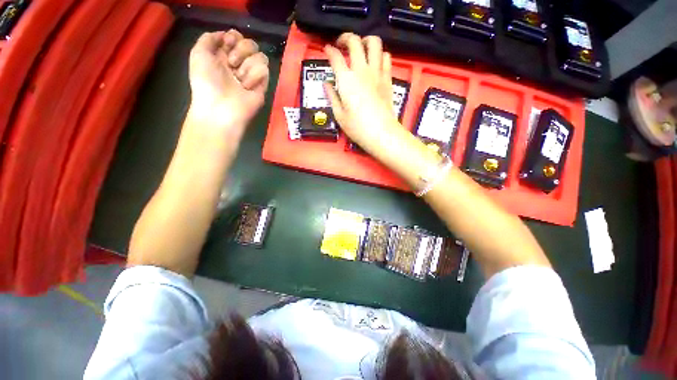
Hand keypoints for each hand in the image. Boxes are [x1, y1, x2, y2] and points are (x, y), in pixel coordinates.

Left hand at [189, 29, 269, 129]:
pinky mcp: (262, 85)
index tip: (227, 44)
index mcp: (223, 55)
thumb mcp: (198, 53)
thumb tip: (225, 34)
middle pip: (250, 44)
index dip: (234, 37)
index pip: (236, 37)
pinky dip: (254, 77)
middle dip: (241, 50)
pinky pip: (264, 70)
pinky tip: (247, 86)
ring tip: (239, 79)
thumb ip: (209, 38)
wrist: (220, 107)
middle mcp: (239, 64)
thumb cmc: (206, 81)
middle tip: (231, 63)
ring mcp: (252, 75)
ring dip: (247, 65)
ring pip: (260, 56)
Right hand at [323, 33, 398, 144]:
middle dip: (346, 38)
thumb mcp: (339, 115)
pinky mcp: (387, 79)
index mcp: (346, 80)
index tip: (327, 50)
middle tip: (341, 45)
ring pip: (374, 43)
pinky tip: (375, 63)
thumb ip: (332, 96)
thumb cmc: (358, 127)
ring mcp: (377, 73)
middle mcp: (362, 71)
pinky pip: (386, 58)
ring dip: (366, 41)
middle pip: (355, 41)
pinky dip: (380, 55)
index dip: (329, 51)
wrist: (381, 133)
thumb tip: (326, 84)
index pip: (335, 57)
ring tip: (361, 49)